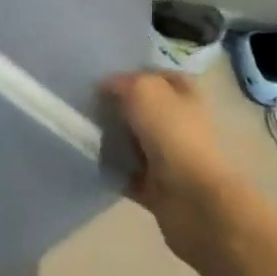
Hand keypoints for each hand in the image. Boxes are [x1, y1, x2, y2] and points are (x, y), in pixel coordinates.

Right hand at [104, 71, 249, 270]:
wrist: (193, 201)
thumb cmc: (172, 134)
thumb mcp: (143, 90)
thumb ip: (122, 82)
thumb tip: (106, 88)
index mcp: (185, 96)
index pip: (159, 77)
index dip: (133, 74)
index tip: (103, 78)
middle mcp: (180, 124)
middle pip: (145, 110)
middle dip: (118, 107)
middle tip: (88, 105)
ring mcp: (171, 158)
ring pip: (135, 142)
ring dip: (112, 139)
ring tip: (83, 132)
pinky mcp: (158, 188)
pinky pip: (128, 174)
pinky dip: (112, 170)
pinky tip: (90, 161)